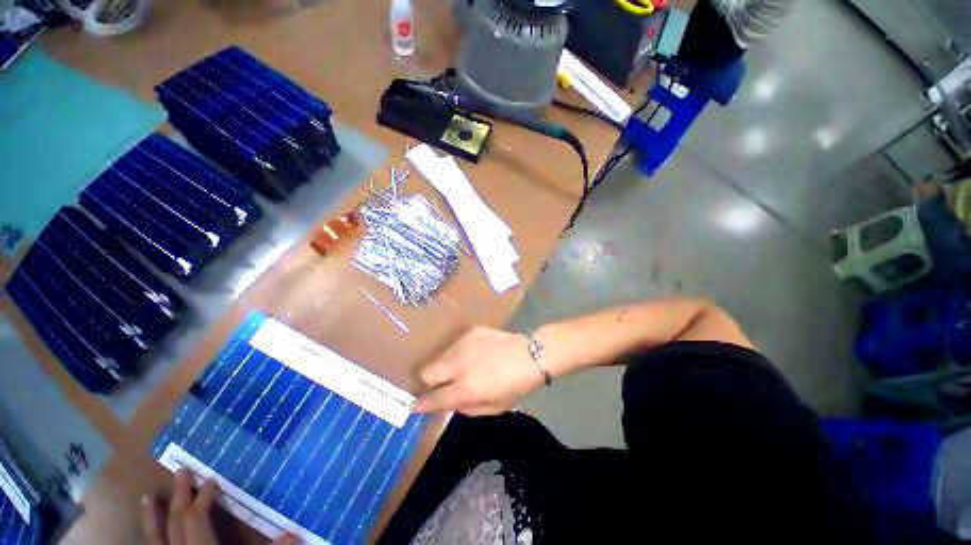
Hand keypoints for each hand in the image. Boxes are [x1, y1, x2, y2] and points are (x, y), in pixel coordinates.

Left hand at [143, 468, 298, 544]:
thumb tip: (294, 533)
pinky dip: (151, 537)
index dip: (202, 499)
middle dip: (180, 497)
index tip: (210, 479)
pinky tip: (150, 529)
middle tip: (181, 471)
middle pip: (177, 524)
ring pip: (156, 539)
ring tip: (149, 497)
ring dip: (153, 518)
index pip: (197, 521)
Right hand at [411, 327, 545, 415]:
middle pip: (426, 372)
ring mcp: (462, 344)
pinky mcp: (470, 332)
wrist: (531, 354)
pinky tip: (475, 354)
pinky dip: (459, 353)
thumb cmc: (516, 385)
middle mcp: (458, 364)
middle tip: (442, 384)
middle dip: (429, 382)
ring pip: (439, 356)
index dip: (420, 404)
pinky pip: (455, 345)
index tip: (413, 406)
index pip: (432, 398)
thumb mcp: (493, 407)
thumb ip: (465, 407)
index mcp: (465, 388)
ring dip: (444, 366)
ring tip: (462, 368)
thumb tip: (448, 402)